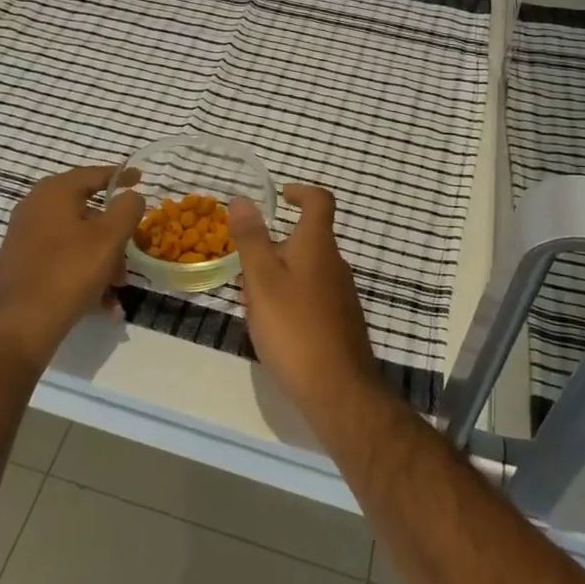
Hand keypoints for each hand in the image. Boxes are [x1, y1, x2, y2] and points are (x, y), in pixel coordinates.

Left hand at [0, 166, 144, 365]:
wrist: (18, 325)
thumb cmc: (69, 272)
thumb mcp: (109, 238)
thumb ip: (127, 209)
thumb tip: (131, 196)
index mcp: (54, 192)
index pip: (94, 174)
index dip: (121, 176)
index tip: (141, 178)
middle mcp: (35, 207)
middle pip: (87, 211)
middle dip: (115, 234)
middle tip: (133, 252)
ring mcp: (25, 237)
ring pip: (76, 239)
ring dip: (102, 259)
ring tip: (118, 288)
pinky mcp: (21, 264)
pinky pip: (62, 260)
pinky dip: (84, 273)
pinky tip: (101, 303)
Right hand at [229, 185, 378, 421]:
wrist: (339, 391)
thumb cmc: (294, 329)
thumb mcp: (262, 281)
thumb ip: (251, 239)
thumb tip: (243, 198)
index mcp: (318, 246)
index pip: (319, 201)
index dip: (300, 192)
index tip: (280, 196)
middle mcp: (335, 264)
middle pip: (305, 240)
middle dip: (273, 248)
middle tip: (244, 271)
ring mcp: (341, 295)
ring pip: (305, 271)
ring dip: (277, 277)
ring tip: (252, 305)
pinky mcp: (341, 322)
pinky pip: (311, 296)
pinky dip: (290, 299)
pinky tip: (273, 329)